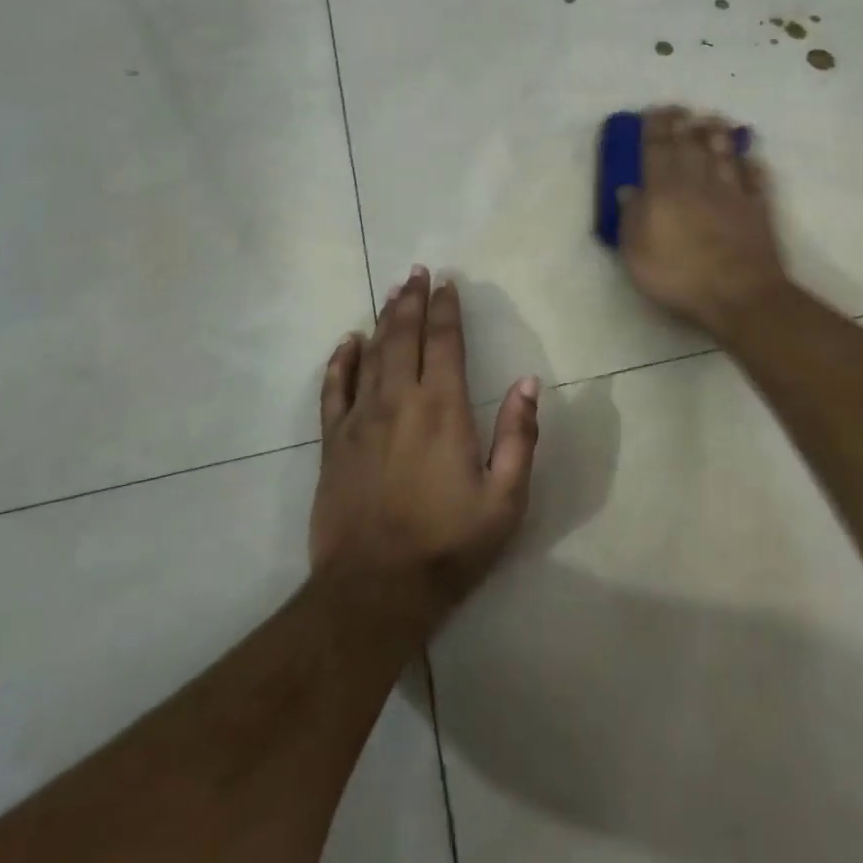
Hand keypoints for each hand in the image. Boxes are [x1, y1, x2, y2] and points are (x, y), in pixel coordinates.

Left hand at [311, 267, 539, 631]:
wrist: (374, 590)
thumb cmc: (448, 545)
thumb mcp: (504, 499)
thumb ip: (518, 436)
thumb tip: (528, 382)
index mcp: (442, 410)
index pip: (444, 343)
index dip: (446, 310)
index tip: (447, 284)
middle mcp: (399, 401)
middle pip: (404, 337)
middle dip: (412, 301)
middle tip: (416, 273)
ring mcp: (361, 420)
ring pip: (372, 354)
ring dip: (383, 320)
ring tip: (392, 292)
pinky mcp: (334, 443)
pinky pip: (335, 389)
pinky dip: (341, 361)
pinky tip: (347, 342)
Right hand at [618, 106, 789, 337]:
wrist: (739, 295)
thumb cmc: (679, 276)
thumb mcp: (637, 253)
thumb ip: (631, 217)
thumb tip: (628, 189)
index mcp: (664, 191)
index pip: (657, 149)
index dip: (656, 127)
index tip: (655, 111)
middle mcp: (698, 183)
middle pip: (691, 145)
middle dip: (684, 124)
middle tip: (681, 109)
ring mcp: (732, 194)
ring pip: (724, 155)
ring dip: (718, 135)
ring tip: (713, 120)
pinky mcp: (757, 209)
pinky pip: (755, 180)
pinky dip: (752, 167)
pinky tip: (751, 160)